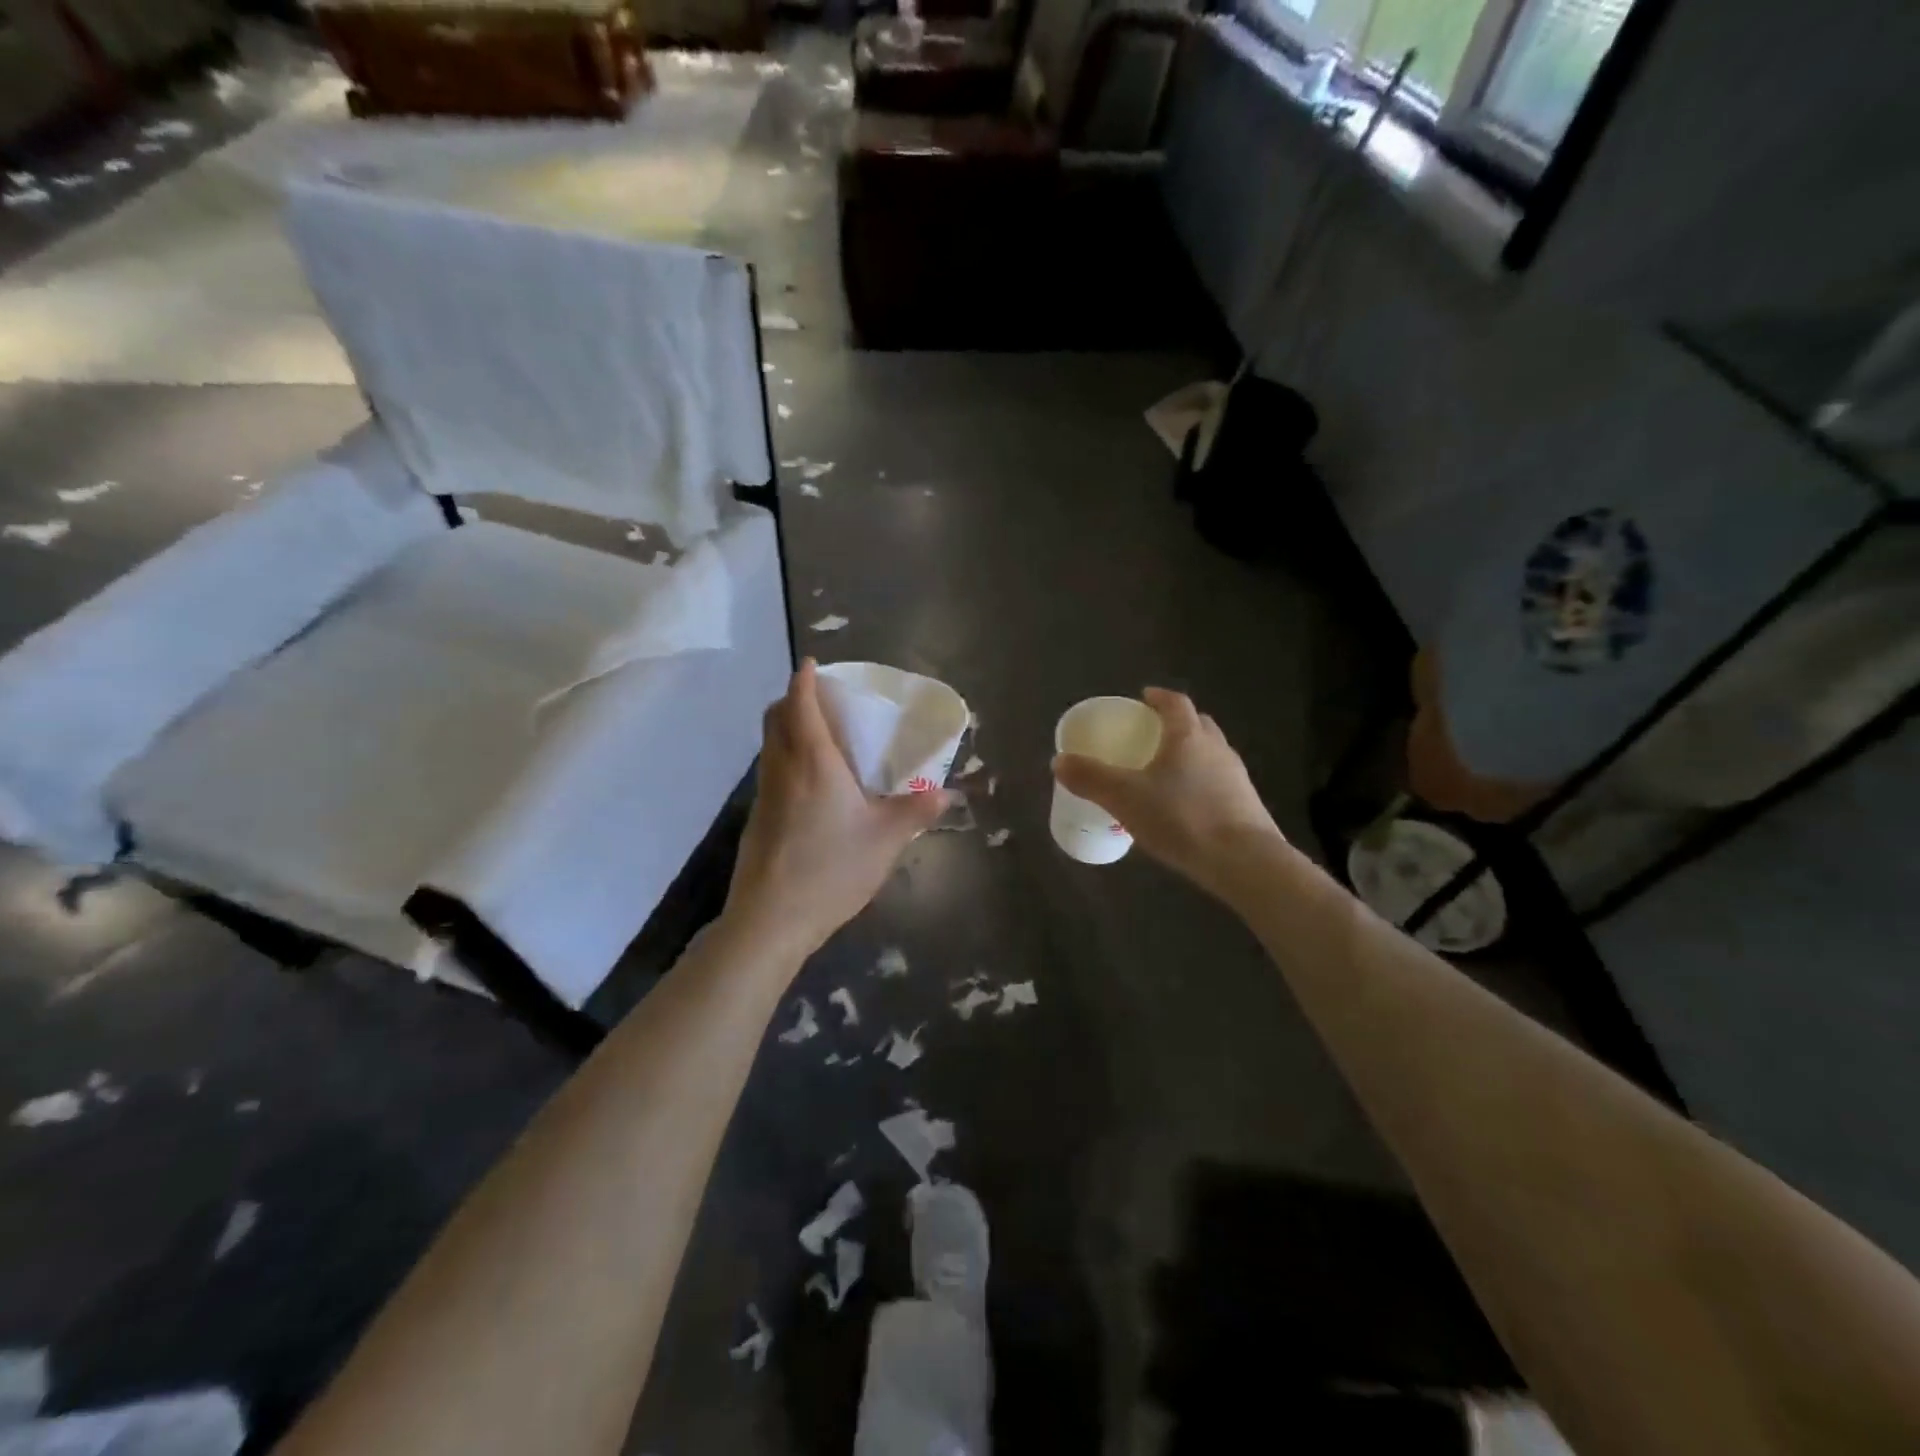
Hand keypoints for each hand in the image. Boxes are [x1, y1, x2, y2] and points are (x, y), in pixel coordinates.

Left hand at [724, 660, 948, 961]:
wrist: (770, 919)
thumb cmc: (831, 868)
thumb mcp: (885, 840)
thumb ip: (916, 811)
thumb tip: (946, 793)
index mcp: (812, 761)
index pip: (800, 703)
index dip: (804, 679)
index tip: (813, 664)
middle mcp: (781, 768)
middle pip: (774, 717)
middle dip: (792, 700)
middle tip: (822, 701)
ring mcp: (764, 794)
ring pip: (769, 745)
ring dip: (787, 729)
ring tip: (822, 741)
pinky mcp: (757, 818)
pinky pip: (770, 771)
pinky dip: (786, 759)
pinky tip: (812, 787)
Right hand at [1053, 687, 1282, 901]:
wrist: (1244, 861)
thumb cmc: (1181, 818)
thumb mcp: (1124, 798)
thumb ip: (1091, 778)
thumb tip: (1058, 761)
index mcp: (1188, 736)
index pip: (1176, 703)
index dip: (1159, 697)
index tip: (1144, 697)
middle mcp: (1217, 749)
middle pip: (1198, 725)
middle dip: (1176, 725)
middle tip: (1152, 735)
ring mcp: (1236, 778)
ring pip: (1210, 755)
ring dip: (1190, 756)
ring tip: (1165, 774)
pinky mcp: (1247, 806)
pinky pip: (1218, 783)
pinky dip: (1200, 785)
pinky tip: (1185, 808)